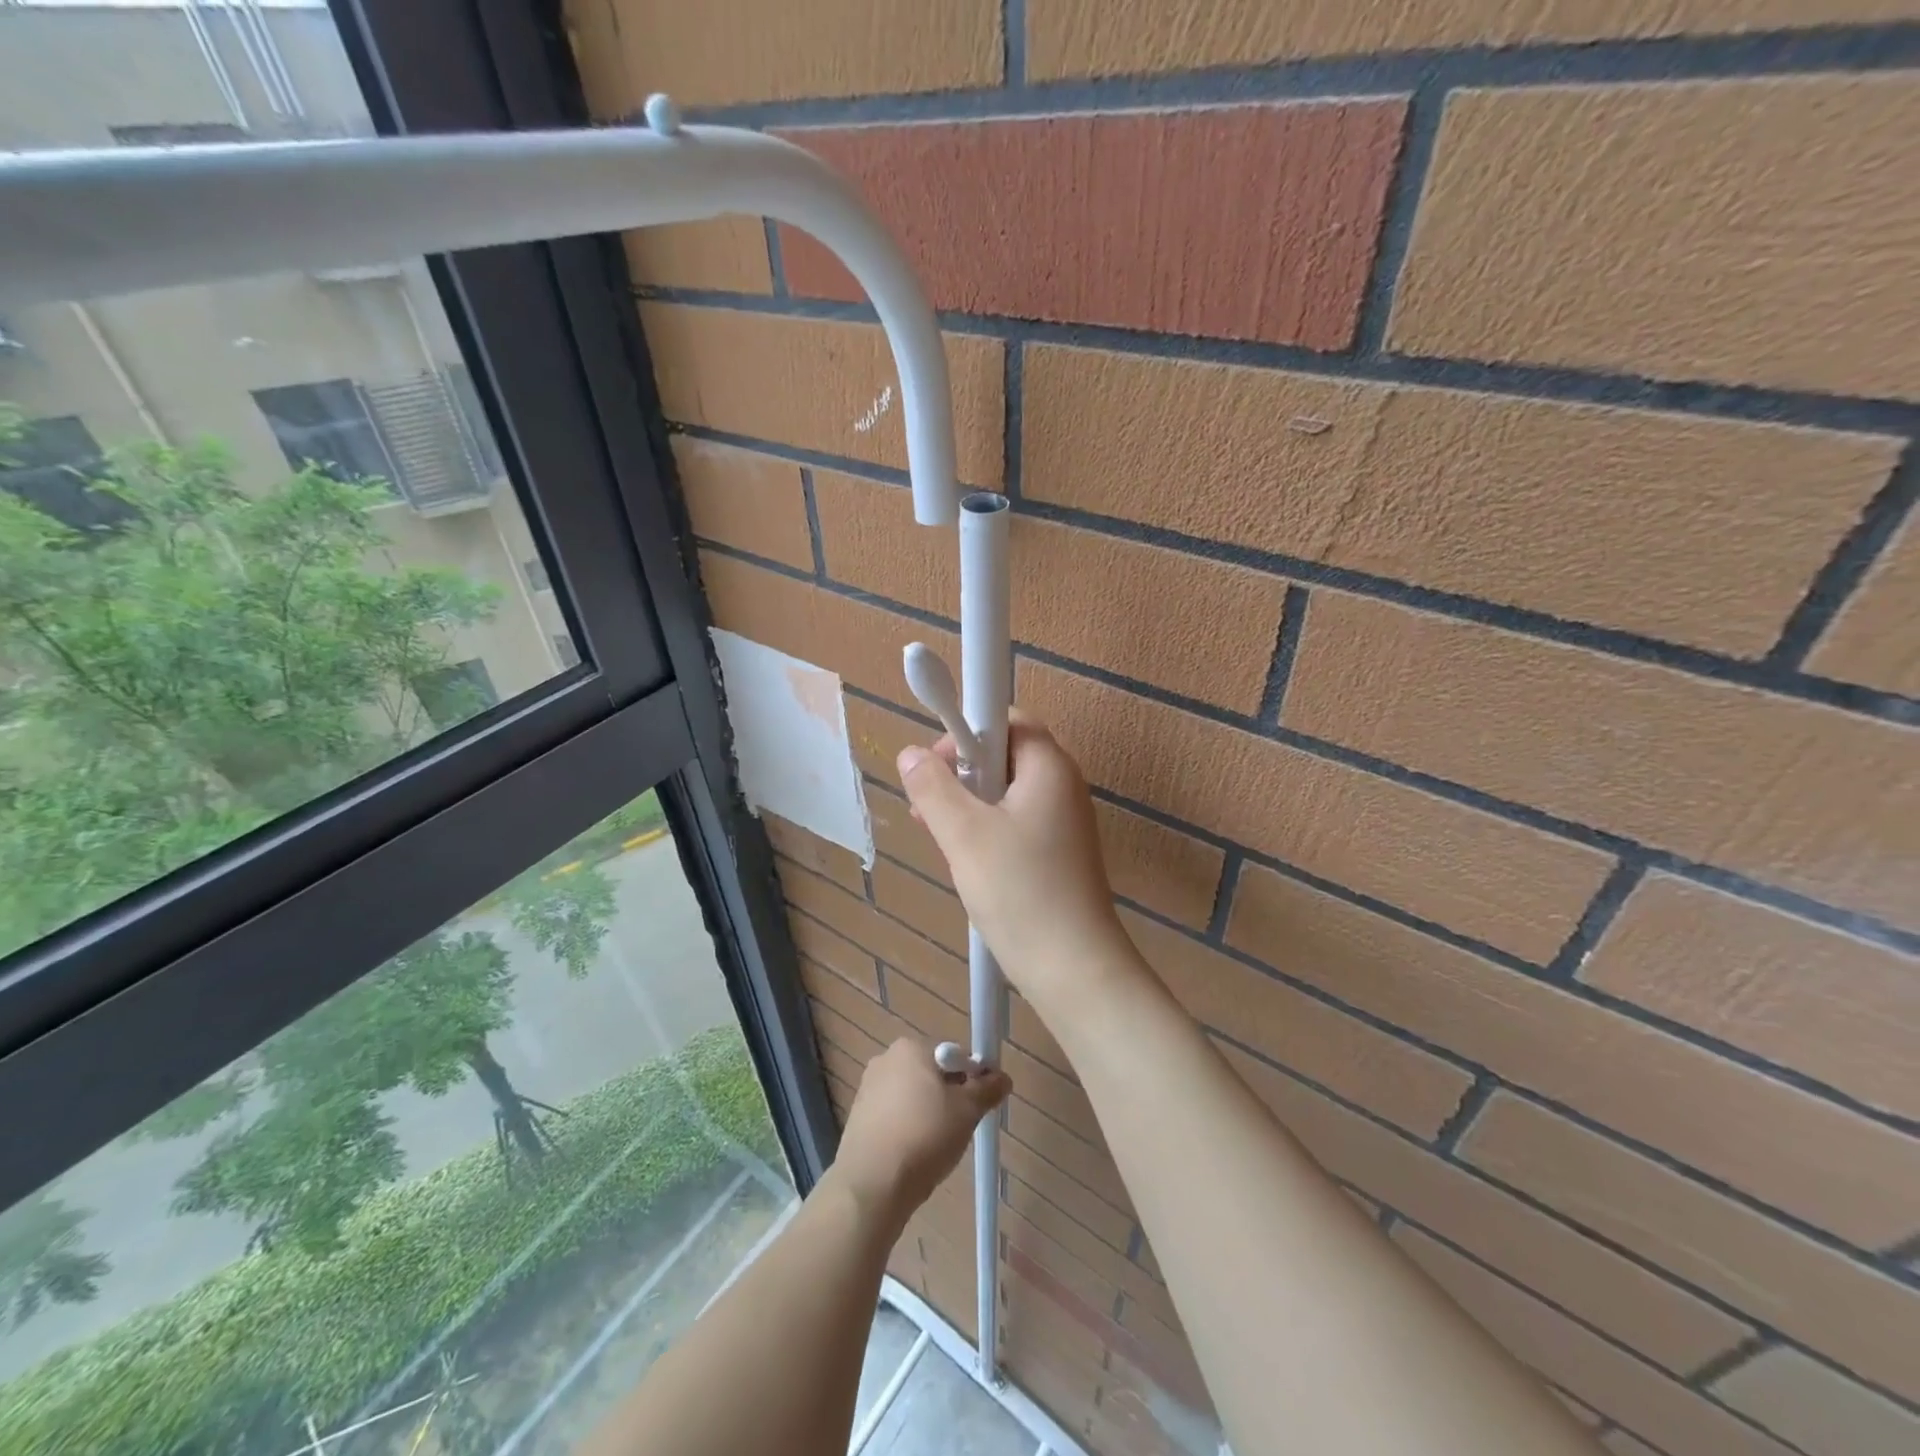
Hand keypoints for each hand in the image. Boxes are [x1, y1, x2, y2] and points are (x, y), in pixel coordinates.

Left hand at [829, 1037, 1010, 1228]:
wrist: (872, 1183)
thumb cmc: (925, 1135)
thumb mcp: (967, 1111)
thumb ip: (987, 1089)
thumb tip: (1002, 1078)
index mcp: (911, 1047)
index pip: (954, 1055)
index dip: (973, 1078)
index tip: (980, 1106)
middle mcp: (886, 1059)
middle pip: (932, 1073)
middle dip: (950, 1097)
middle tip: (961, 1127)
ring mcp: (868, 1088)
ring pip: (913, 1096)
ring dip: (929, 1114)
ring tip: (936, 1146)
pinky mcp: (858, 1116)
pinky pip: (894, 1115)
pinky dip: (907, 1128)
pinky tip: (913, 1154)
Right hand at [896, 711, 1141, 1013]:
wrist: (1075, 970)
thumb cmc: (1021, 892)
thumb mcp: (964, 836)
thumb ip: (934, 788)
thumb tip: (911, 754)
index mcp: (1048, 766)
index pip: (1006, 718)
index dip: (965, 731)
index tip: (935, 766)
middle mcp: (1062, 785)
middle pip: (1003, 756)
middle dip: (960, 775)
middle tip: (929, 810)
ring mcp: (1064, 822)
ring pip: (1004, 794)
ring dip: (968, 808)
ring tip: (940, 840)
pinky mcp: (1059, 854)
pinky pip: (1015, 825)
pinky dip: (986, 833)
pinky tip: (966, 864)